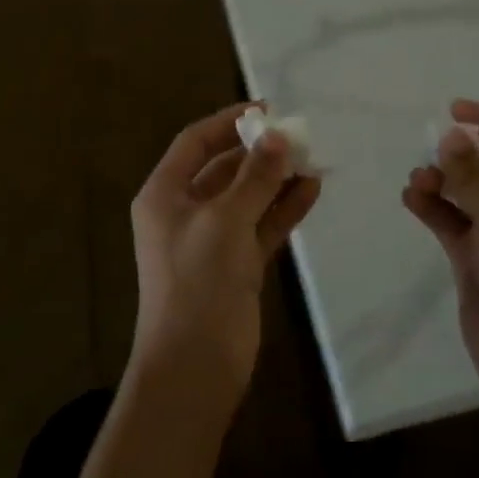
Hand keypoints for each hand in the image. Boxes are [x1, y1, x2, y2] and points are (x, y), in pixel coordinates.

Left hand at [129, 103, 321, 413]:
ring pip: (248, 197)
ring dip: (277, 178)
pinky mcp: (237, 264)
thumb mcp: (225, 220)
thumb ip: (255, 176)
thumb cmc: (198, 282)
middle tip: (299, 136)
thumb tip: (279, 136)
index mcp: (165, 195)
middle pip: (224, 168)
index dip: (228, 122)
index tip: (267, 110)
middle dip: (260, 152)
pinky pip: (262, 225)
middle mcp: (185, 212)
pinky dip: (284, 208)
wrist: (194, 366)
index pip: (195, 143)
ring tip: (313, 160)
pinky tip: (312, 190)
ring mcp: (212, 240)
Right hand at [402, 101, 478, 409]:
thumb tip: (450, 136)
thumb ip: (472, 177)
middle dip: (460, 157)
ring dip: (443, 183)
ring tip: (416, 181)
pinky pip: (455, 221)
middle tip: (430, 155)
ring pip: (470, 194)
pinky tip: (411, 198)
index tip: (453, 109)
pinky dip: (435, 208)